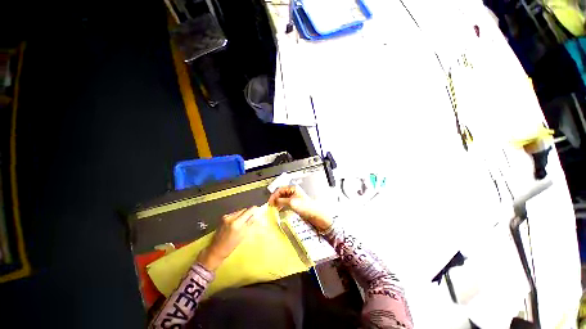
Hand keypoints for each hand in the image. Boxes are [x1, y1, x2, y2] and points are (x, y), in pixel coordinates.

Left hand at [197, 206, 258, 270]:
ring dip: (243, 214)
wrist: (216, 250)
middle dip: (248, 212)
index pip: (248, 211)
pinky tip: (237, 223)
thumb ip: (249, 223)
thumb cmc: (231, 245)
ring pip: (238, 211)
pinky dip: (237, 216)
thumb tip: (255, 215)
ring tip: (244, 221)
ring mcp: (226, 217)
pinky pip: (233, 214)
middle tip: (252, 216)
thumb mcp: (242, 235)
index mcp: (237, 223)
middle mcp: (231, 217)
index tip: (258, 208)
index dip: (254, 209)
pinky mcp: (223, 218)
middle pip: (243, 210)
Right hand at [268, 186, 332, 231]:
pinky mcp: (296, 205)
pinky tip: (279, 211)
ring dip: (277, 203)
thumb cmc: (308, 208)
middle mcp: (294, 192)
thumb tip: (274, 201)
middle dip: (275, 199)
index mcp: (294, 189)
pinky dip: (281, 206)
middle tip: (270, 206)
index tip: (270, 202)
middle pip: (281, 194)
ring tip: (273, 208)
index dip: (274, 195)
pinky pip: (286, 204)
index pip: (280, 189)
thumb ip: (283, 201)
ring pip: (283, 199)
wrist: (318, 217)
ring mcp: (295, 199)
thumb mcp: (293, 203)